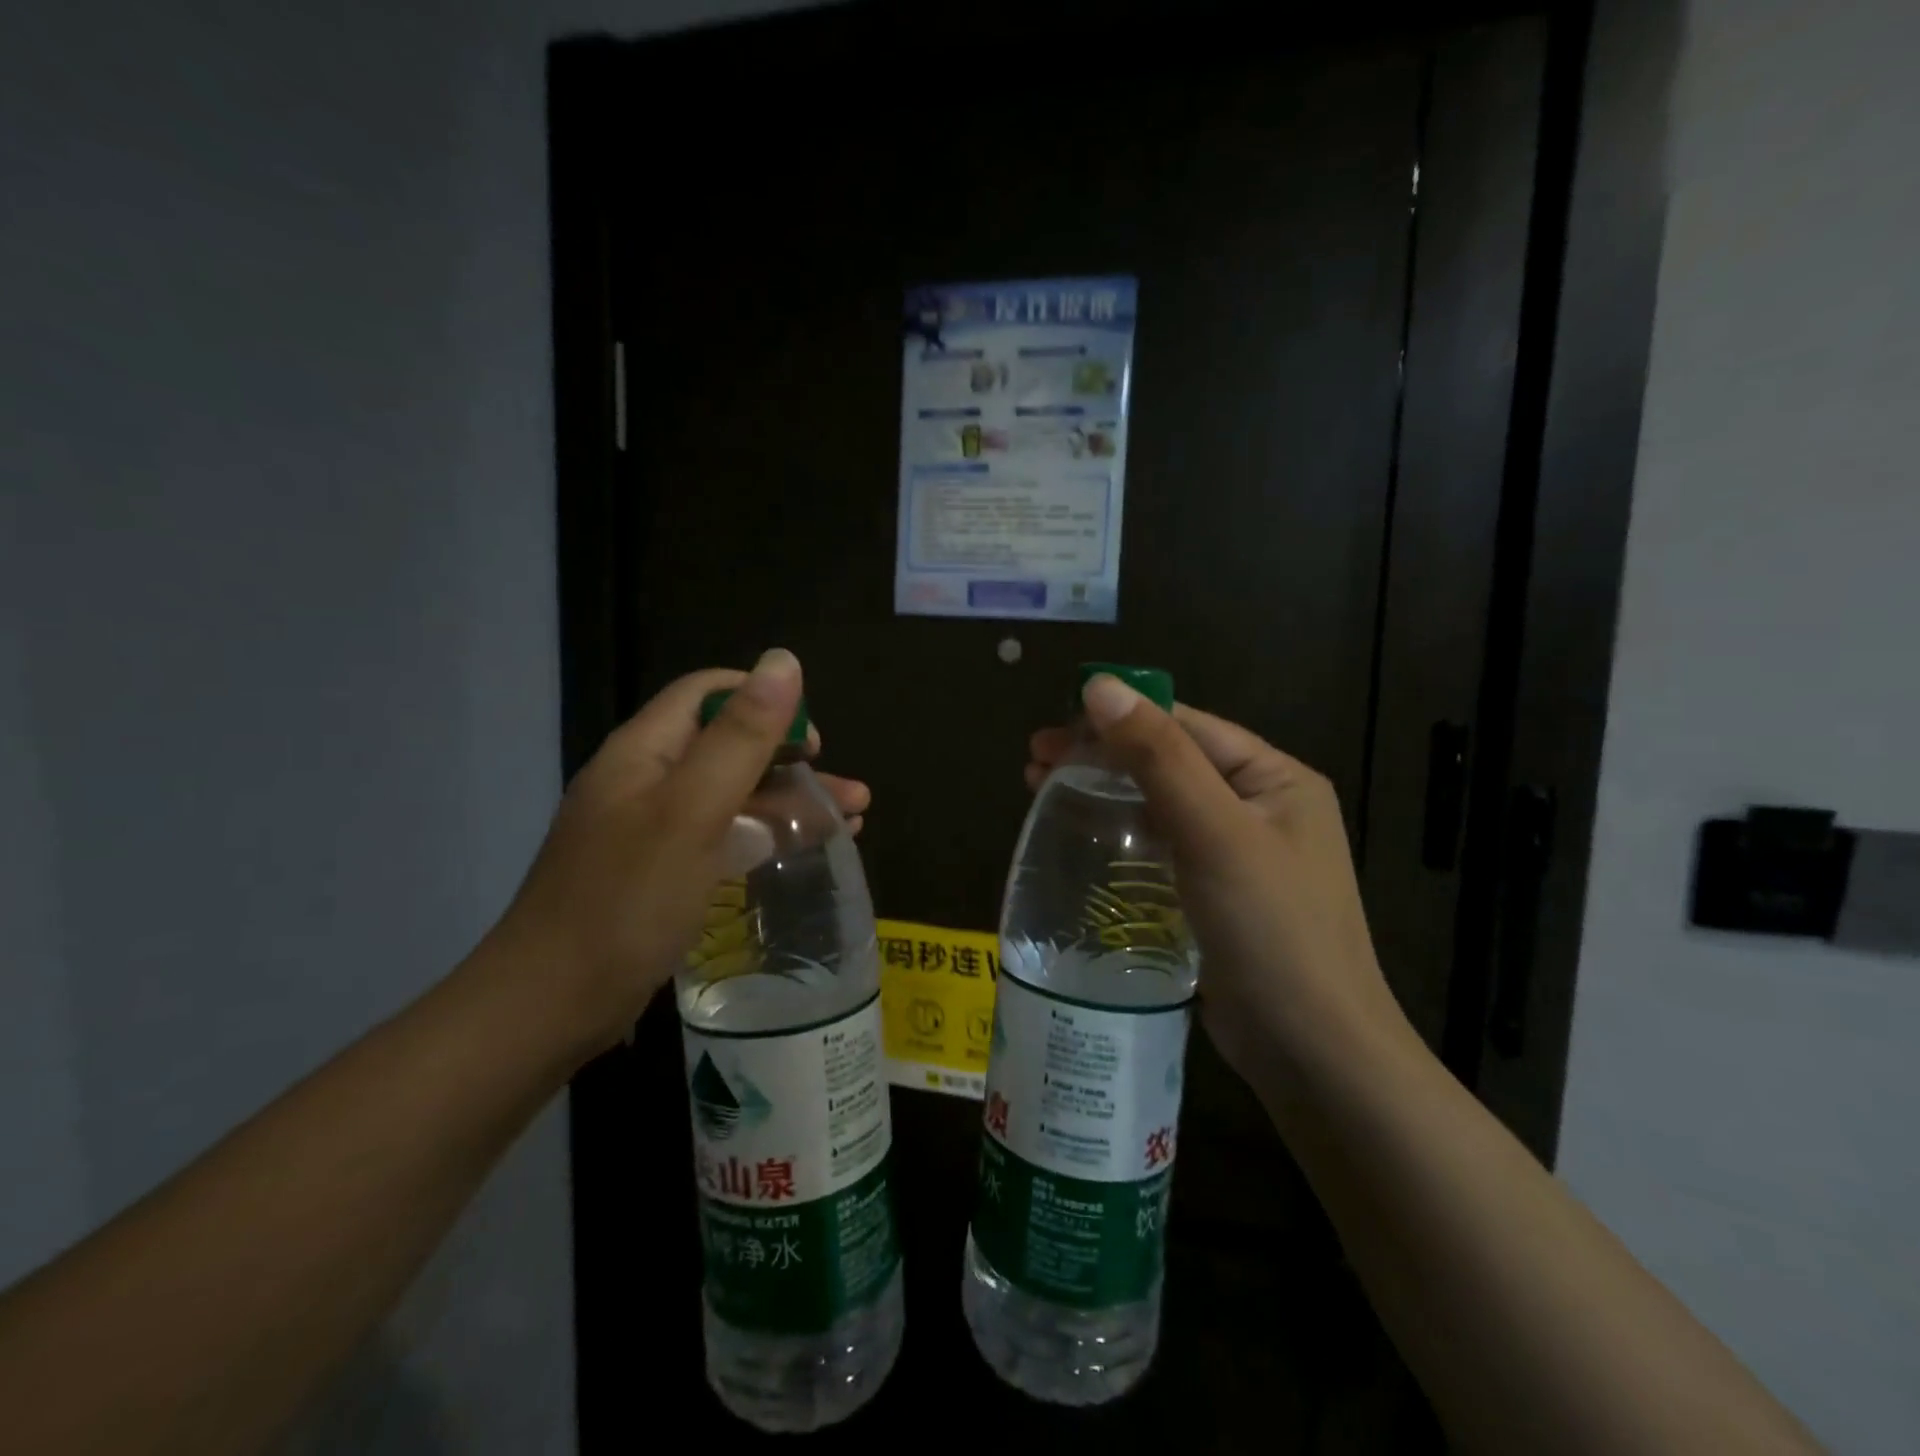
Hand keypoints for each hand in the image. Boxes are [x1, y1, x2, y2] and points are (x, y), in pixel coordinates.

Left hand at [487, 650, 868, 1051]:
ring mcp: (652, 830)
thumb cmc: (626, 901)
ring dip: (791, 800)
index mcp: (643, 751)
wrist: (551, 1008)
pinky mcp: (661, 872)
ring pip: (732, 794)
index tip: (813, 740)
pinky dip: (767, 834)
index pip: (708, 693)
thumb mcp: (692, 811)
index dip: (765, 701)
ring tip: (853, 821)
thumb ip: (741, 736)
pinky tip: (804, 851)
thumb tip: (784, 659)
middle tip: (847, 790)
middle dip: (792, 759)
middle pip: (727, 745)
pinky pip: (723, 835)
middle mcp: (646, 781)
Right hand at [1028, 680, 1405, 1091]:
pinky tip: (1085, 837)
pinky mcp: (1216, 893)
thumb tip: (1101, 686)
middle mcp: (1260, 806)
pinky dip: (1121, 832)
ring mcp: (1239, 853)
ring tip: (1041, 790)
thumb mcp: (1215, 832)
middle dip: (1101, 756)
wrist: (1314, 1054)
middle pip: (1169, 761)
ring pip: (1160, 803)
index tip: (1051, 733)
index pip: (1185, 727)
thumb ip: (1160, 756)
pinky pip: (1162, 845)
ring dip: (1105, 791)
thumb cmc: (1271, 931)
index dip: (1116, 721)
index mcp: (1273, 778)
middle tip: (1033, 764)